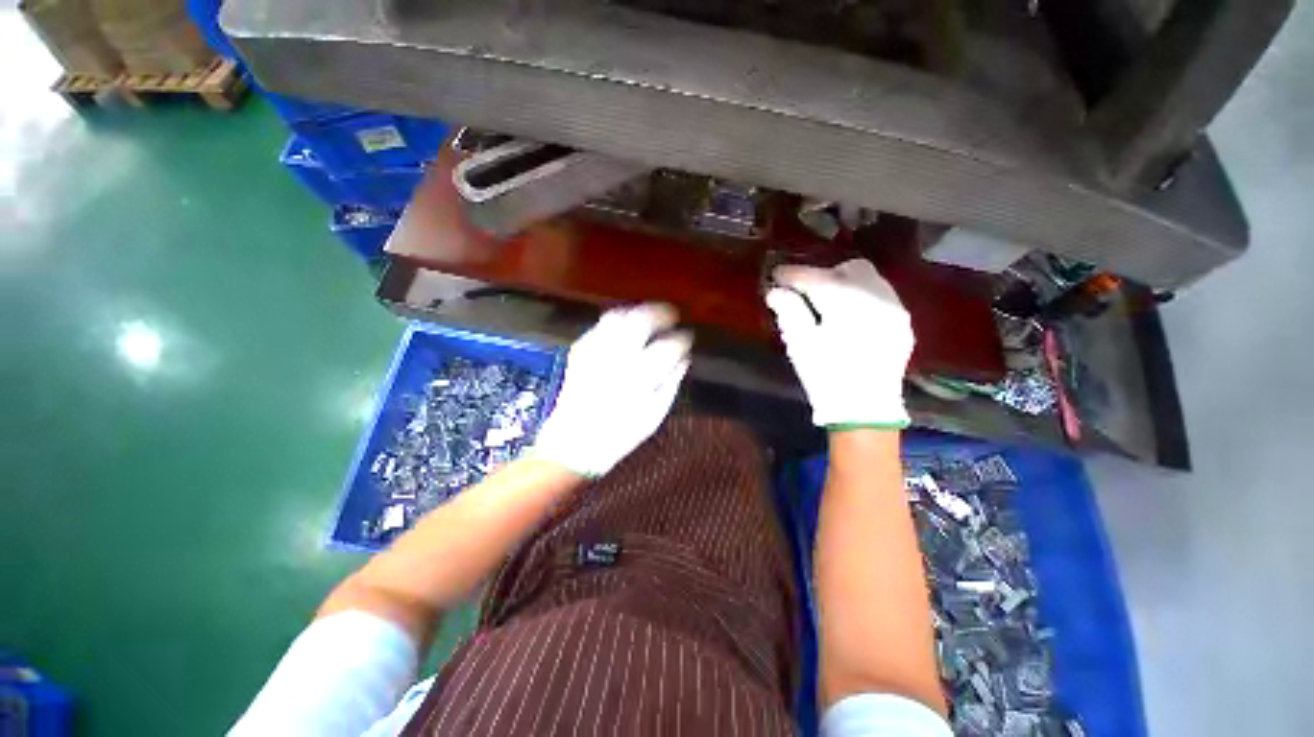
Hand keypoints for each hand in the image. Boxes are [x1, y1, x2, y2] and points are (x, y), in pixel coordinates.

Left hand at [531, 304, 691, 475]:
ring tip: (647, 316)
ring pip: (617, 317)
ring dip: (636, 312)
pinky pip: (598, 327)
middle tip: (671, 315)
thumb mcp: (654, 415)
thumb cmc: (620, 434)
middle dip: (660, 313)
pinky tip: (622, 329)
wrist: (575, 443)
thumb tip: (684, 360)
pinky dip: (614, 322)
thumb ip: (671, 383)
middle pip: (641, 321)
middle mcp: (618, 358)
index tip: (687, 337)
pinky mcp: (580, 353)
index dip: (681, 339)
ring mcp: (596, 353)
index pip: (667, 347)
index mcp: (640, 377)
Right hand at [766, 259, 913, 428]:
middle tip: (802, 289)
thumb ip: (789, 311)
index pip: (817, 278)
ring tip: (824, 300)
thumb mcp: (800, 345)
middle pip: (849, 269)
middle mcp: (877, 299)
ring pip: (869, 280)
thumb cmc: (826, 378)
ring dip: (843, 283)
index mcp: (847, 306)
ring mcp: (895, 310)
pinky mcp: (902, 323)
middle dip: (823, 274)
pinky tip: (847, 314)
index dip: (793, 274)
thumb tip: (776, 291)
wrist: (865, 410)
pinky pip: (880, 295)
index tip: (776, 275)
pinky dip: (860, 296)